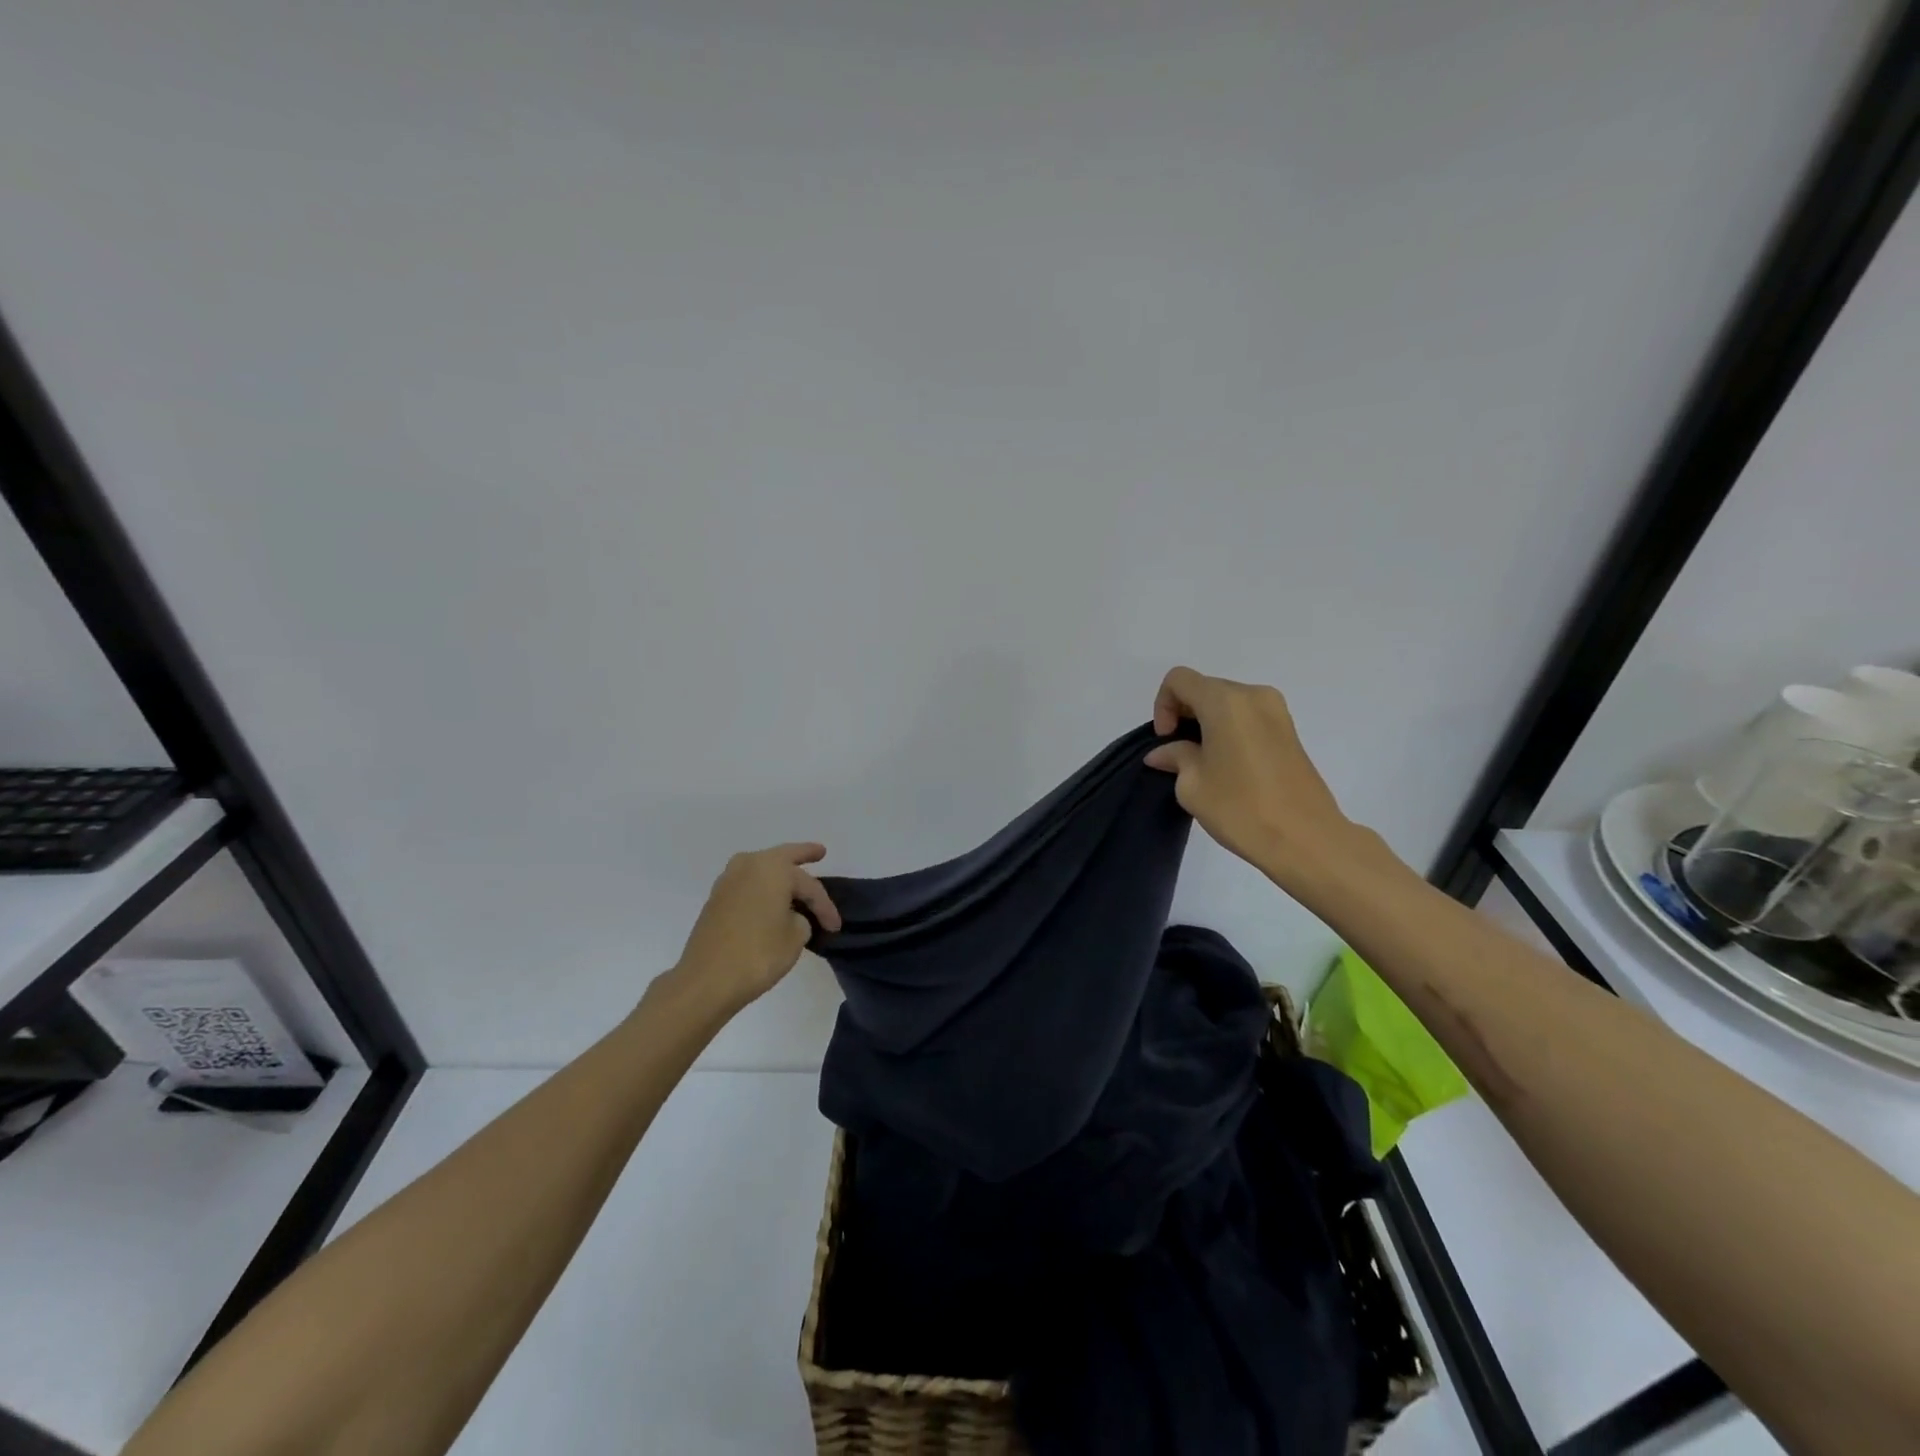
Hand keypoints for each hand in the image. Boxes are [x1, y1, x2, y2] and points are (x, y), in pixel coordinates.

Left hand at [668, 843, 841, 1013]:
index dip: (825, 907)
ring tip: (795, 877)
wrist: (706, 981)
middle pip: (783, 858)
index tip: (835, 927)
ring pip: (762, 869)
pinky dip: (762, 888)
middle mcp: (749, 865)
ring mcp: (728, 880)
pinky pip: (748, 884)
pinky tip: (771, 898)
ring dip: (779, 873)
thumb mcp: (795, 937)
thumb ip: (801, 919)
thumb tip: (790, 917)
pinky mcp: (716, 899)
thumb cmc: (758, 954)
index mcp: (773, 869)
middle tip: (820, 852)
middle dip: (803, 854)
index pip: (810, 886)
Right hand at [1145, 666, 1360, 887]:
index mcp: (1225, 701)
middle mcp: (1253, 696)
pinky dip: (1229, 731)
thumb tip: (1165, 752)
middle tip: (1178, 753)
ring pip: (1228, 703)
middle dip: (1184, 714)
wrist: (1306, 839)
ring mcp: (1277, 712)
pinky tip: (1228, 766)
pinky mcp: (1290, 732)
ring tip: (1203, 763)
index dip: (1163, 706)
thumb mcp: (1192, 785)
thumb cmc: (1241, 808)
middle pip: (1205, 688)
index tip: (1167, 740)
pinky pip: (1248, 718)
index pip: (1179, 680)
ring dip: (1207, 723)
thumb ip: (1175, 757)